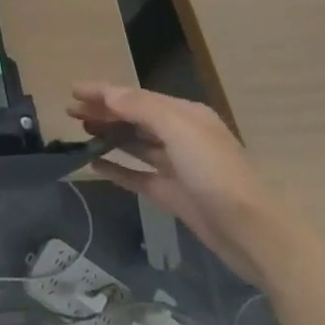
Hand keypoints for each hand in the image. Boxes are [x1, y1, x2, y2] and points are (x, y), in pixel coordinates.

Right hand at [67, 82, 289, 285]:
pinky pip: (137, 175)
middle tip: (70, 111)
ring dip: (108, 135)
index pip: (136, 97)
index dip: (104, 92)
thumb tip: (108, 94)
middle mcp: (181, 136)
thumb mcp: (179, 130)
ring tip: (79, 130)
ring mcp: (176, 167)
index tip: (72, 90)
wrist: (254, 233)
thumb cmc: (216, 173)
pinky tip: (94, 165)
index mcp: (185, 116)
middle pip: (134, 118)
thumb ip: (141, 108)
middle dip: (103, 111)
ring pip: (134, 144)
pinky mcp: (172, 194)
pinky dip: (116, 168)